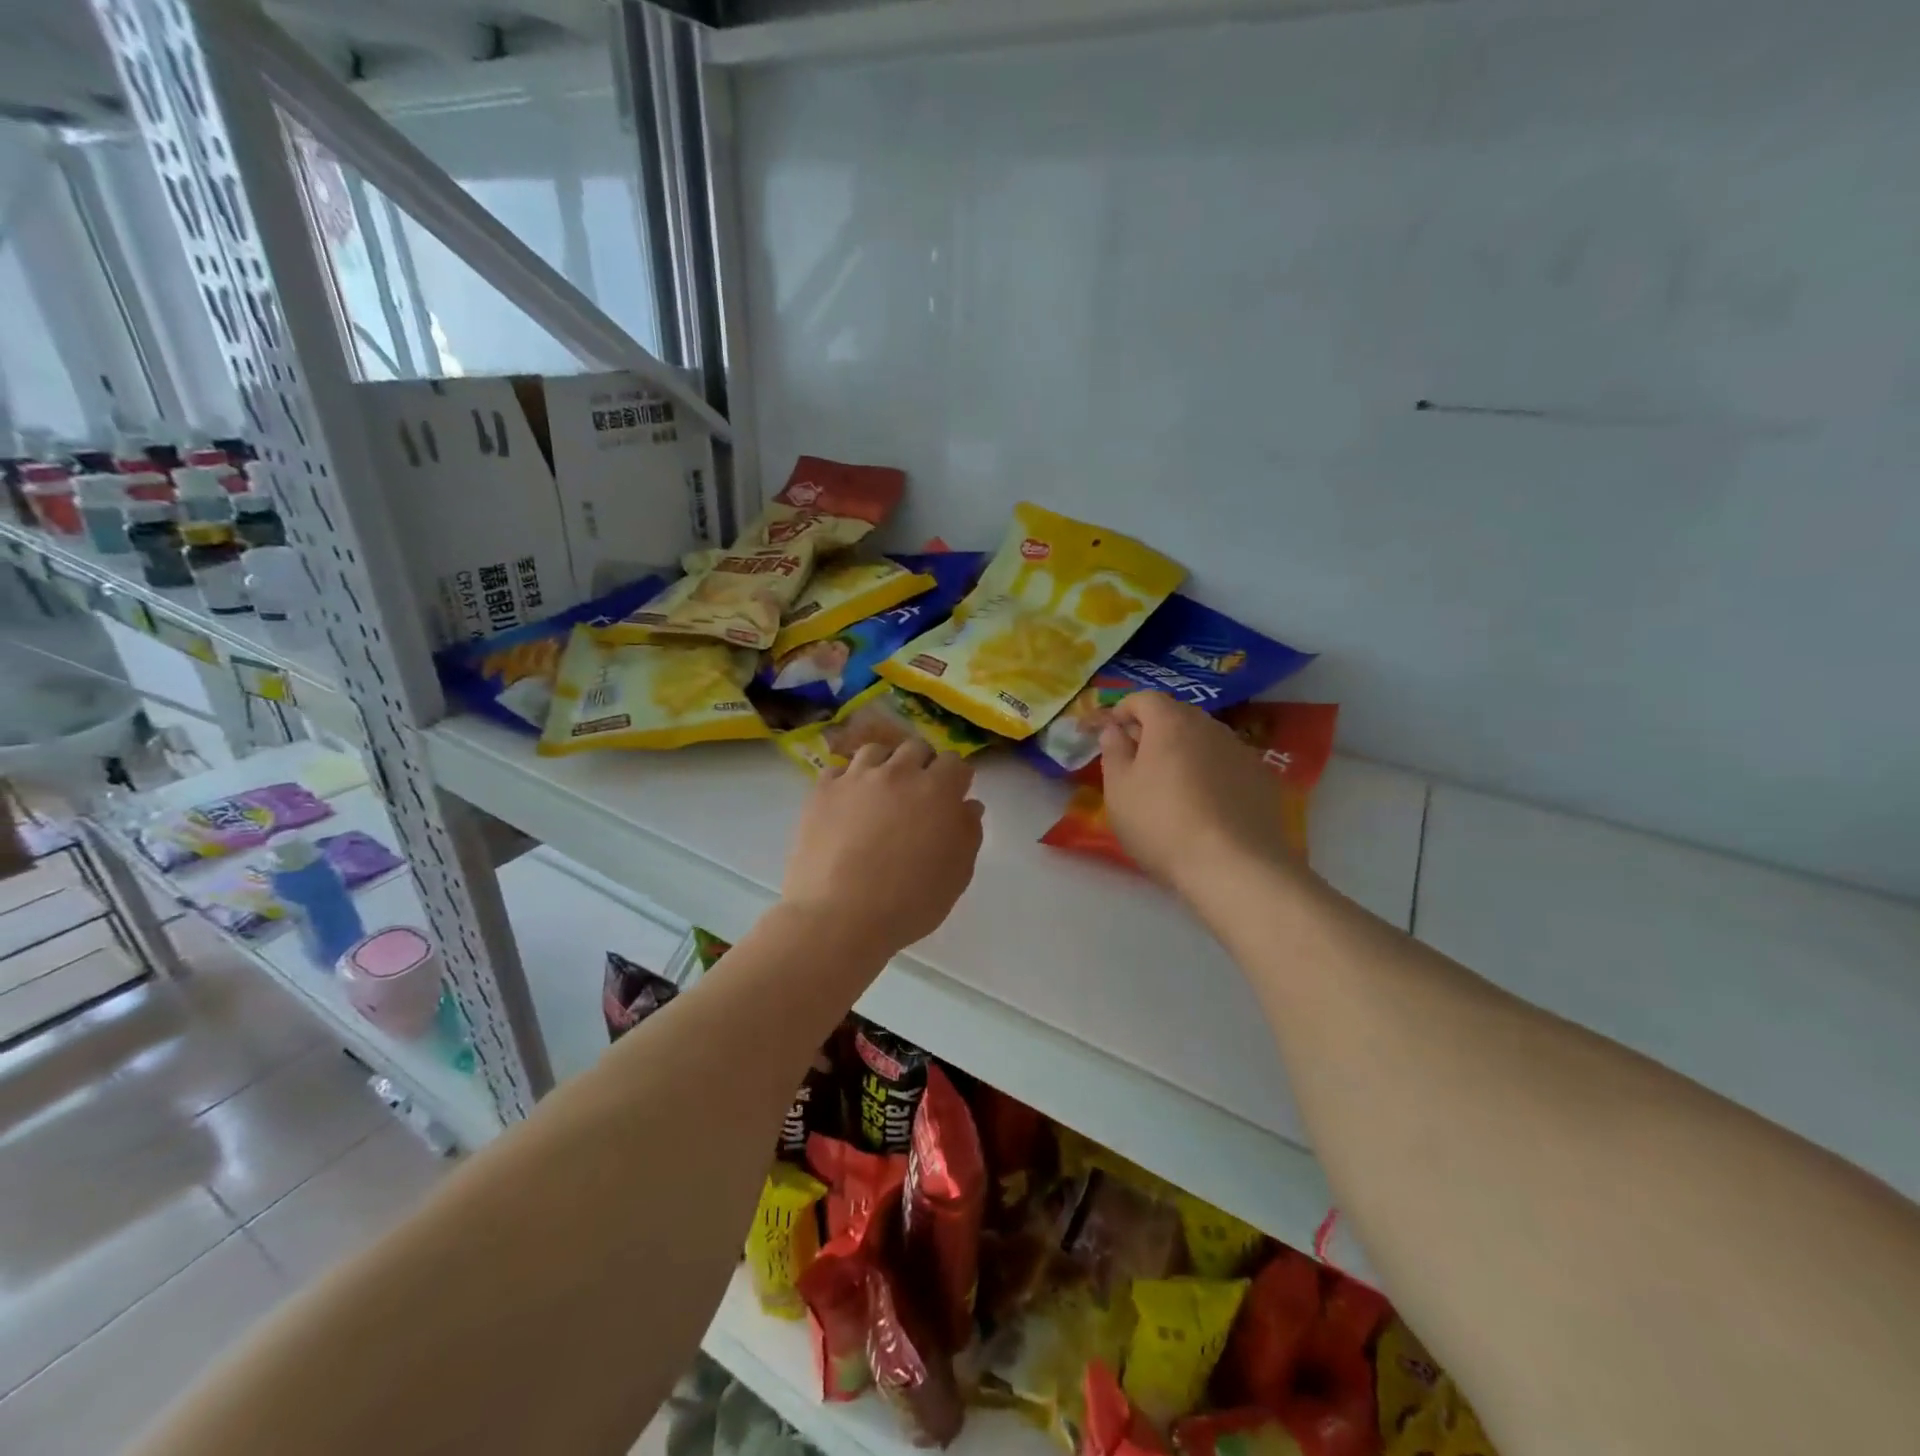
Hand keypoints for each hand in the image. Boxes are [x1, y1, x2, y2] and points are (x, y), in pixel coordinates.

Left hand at [782, 740, 985, 955]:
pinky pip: (838, 770)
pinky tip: (847, 802)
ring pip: (875, 751)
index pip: (955, 762)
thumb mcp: (956, 875)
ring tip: (880, 792)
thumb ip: (968, 833)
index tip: (954, 796)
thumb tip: (968, 805)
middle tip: (918, 794)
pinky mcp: (822, 791)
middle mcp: (898, 773)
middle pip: (916, 748)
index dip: (956, 778)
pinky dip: (847, 780)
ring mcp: (856, 778)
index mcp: (937, 790)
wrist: (839, 917)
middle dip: (922, 765)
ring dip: (885, 765)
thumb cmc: (908, 903)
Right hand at [1098, 692, 1297, 895]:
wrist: (1235, 866)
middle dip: (1154, 730)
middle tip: (1137, 761)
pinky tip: (1206, 805)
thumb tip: (1114, 729)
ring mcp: (1242, 751)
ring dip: (1185, 751)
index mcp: (1171, 722)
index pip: (1144, 698)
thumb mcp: (1119, 791)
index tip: (1111, 733)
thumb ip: (1113, 752)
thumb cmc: (1162, 824)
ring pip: (1204, 740)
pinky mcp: (1263, 779)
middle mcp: (1210, 726)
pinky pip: (1227, 764)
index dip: (1123, 710)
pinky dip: (1212, 773)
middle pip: (1177, 715)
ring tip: (1172, 786)